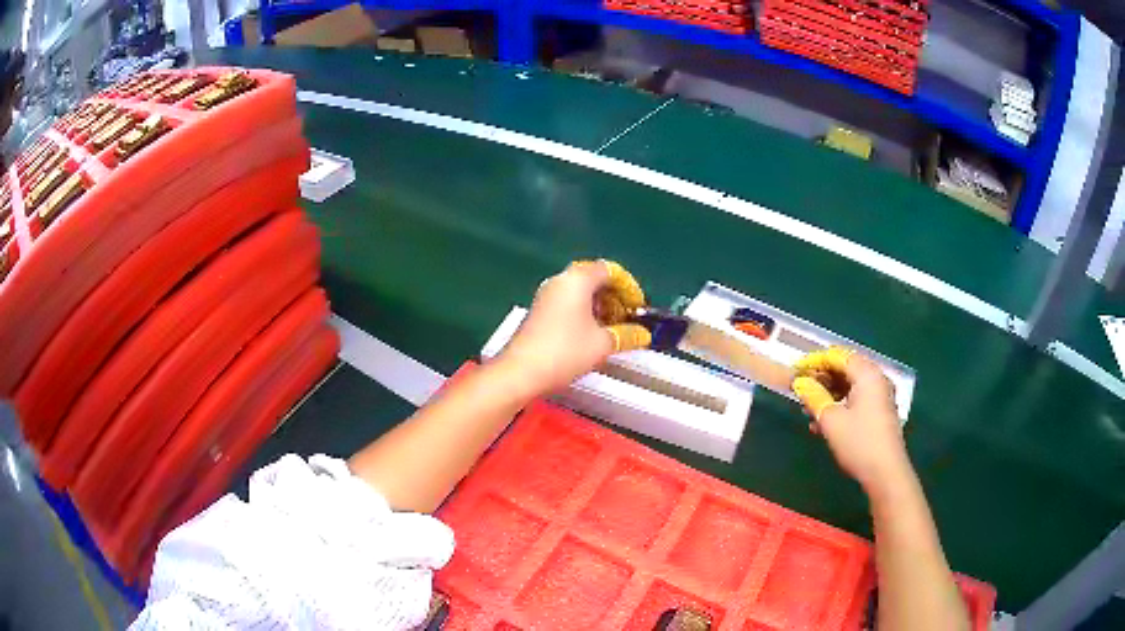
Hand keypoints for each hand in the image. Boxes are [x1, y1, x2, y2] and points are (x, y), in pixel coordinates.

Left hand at [498, 260, 651, 394]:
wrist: (520, 371)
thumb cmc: (565, 351)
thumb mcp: (602, 344)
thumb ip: (627, 335)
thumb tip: (644, 334)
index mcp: (578, 280)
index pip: (610, 270)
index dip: (629, 287)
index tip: (638, 307)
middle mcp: (561, 280)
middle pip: (594, 279)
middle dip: (614, 297)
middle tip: (627, 319)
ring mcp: (547, 295)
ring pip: (580, 292)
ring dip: (600, 306)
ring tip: (613, 330)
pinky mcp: (539, 311)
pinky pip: (568, 303)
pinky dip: (584, 313)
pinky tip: (591, 335)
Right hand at [792, 347, 910, 490]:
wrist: (885, 473)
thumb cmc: (858, 442)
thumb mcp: (831, 420)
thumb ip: (814, 397)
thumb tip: (799, 383)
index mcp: (867, 374)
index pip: (838, 356)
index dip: (814, 361)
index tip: (795, 371)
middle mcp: (876, 379)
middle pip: (845, 369)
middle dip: (821, 378)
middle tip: (800, 390)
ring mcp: (879, 397)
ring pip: (849, 386)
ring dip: (828, 394)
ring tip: (808, 409)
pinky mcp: (879, 413)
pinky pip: (856, 399)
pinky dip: (839, 405)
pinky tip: (822, 423)